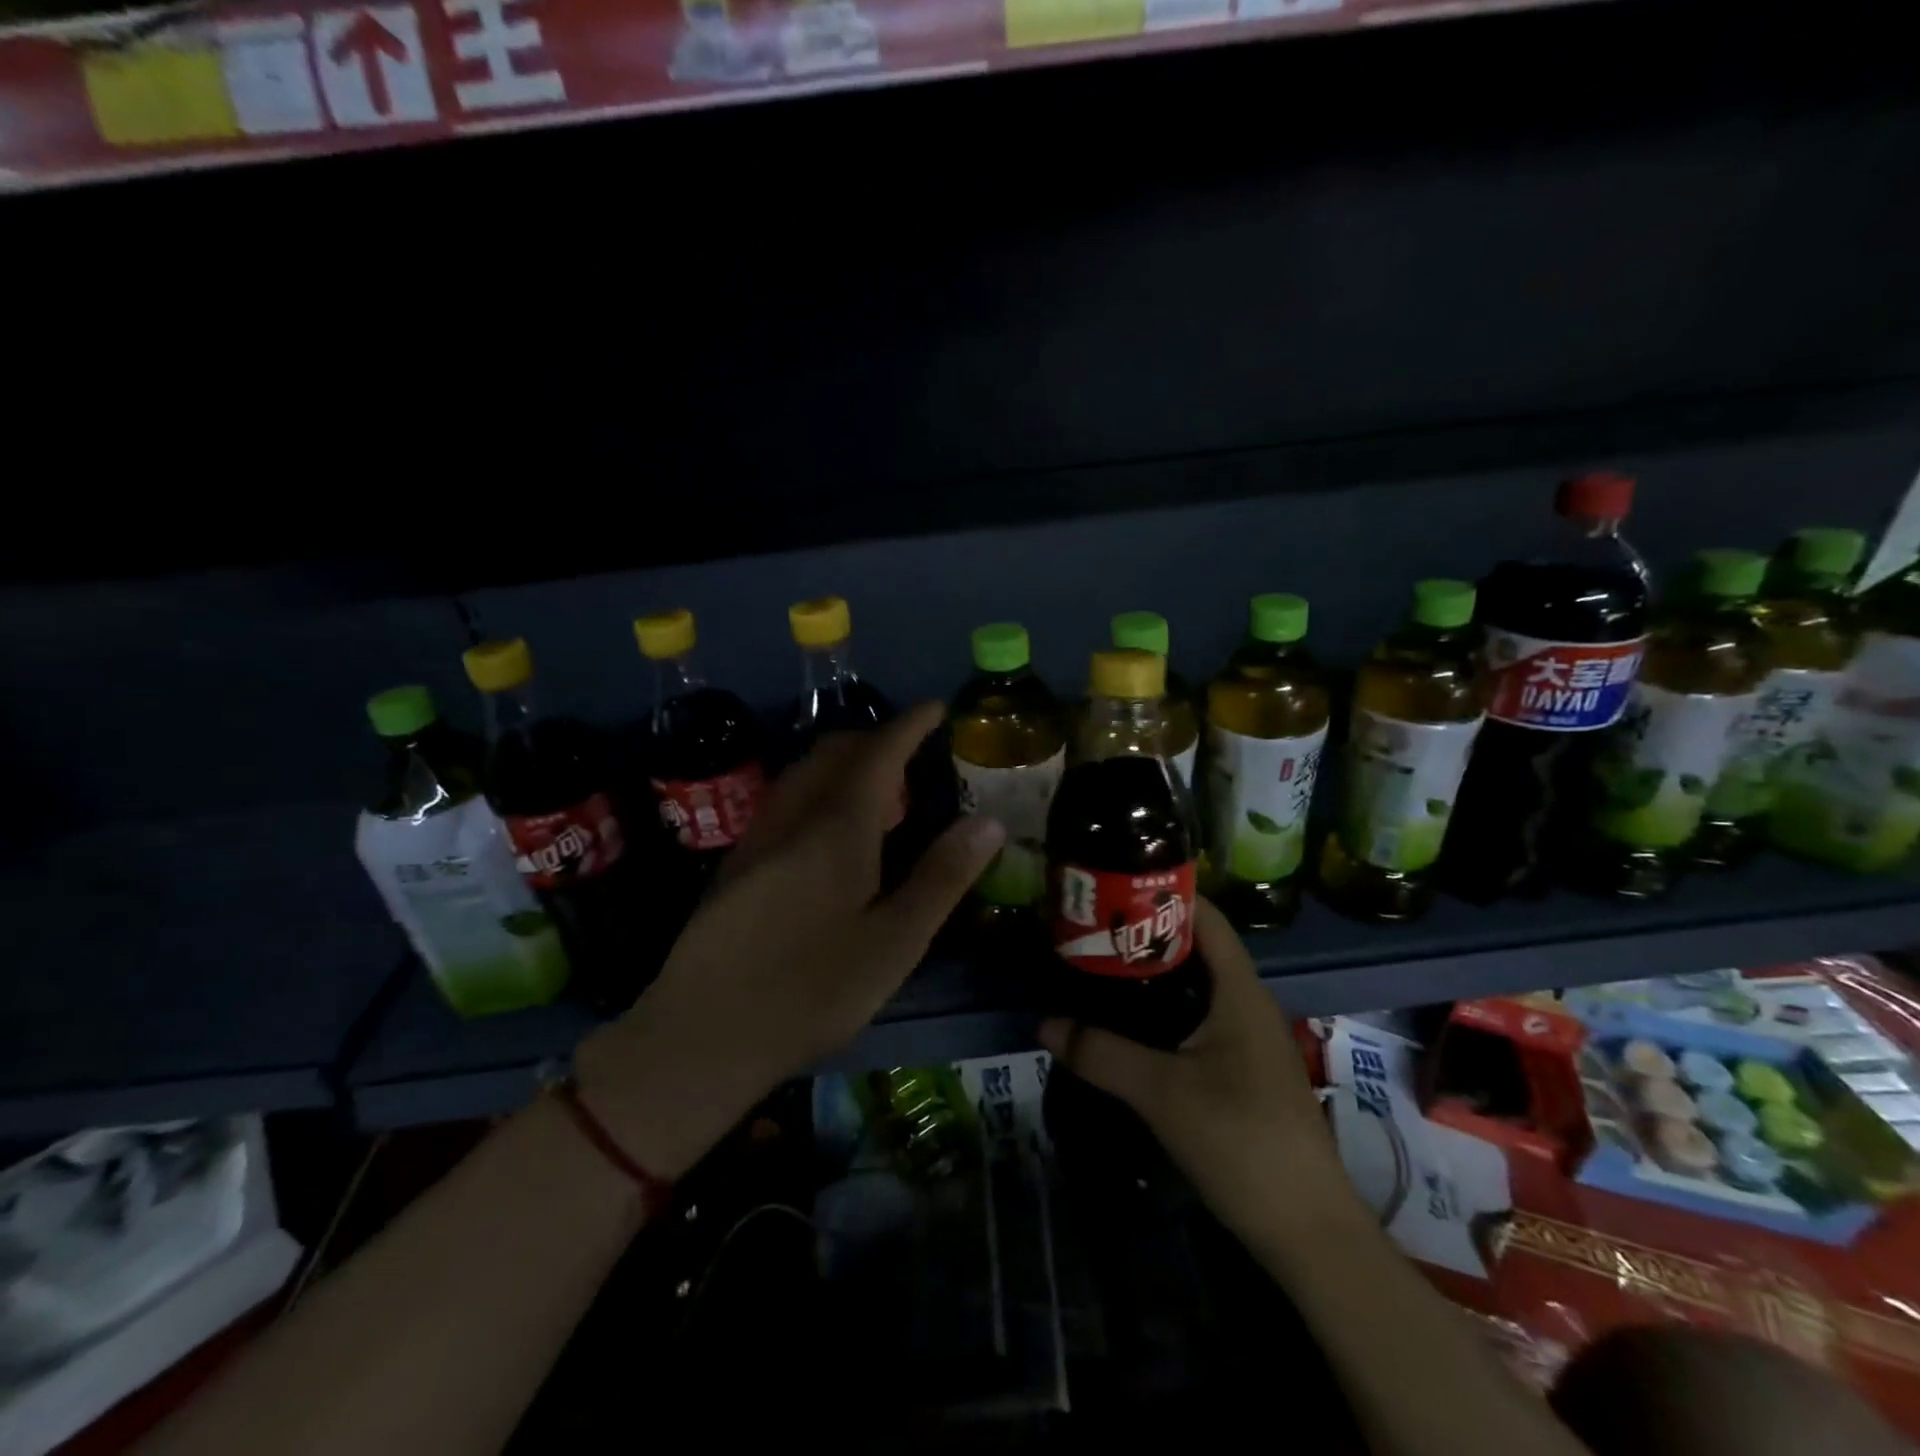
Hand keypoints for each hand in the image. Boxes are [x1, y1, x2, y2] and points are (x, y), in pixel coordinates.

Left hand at [579, 703, 1004, 1177]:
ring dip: (841, 762)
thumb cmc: (811, 991)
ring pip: (802, 775)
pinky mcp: (735, 868)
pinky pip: (784, 802)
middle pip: (832, 754)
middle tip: (910, 745)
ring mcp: (756, 841)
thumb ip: (941, 878)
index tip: (935, 707)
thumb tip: (989, 821)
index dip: (908, 725)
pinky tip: (827, 829)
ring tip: (875, 783)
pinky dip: (817, 790)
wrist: (702, 1036)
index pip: (877, 754)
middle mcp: (792, 820)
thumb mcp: (894, 943)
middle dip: (873, 737)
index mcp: (836, 830)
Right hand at [1039, 897, 1357, 1243]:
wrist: (1307, 1232)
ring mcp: (1248, 1041)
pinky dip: (1161, 1013)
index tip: (1111, 888)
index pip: (1205, 918)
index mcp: (1240, 992)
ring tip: (1098, 971)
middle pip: (1195, 951)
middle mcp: (1247, 1006)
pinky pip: (1196, 1023)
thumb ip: (1101, 1053)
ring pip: (1194, 990)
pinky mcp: (1241, 1073)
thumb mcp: (1162, 1092)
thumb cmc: (1241, 1141)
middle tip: (1091, 932)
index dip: (1162, 894)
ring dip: (1151, 979)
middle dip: (1143, 937)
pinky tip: (1127, 1028)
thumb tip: (1045, 1023)